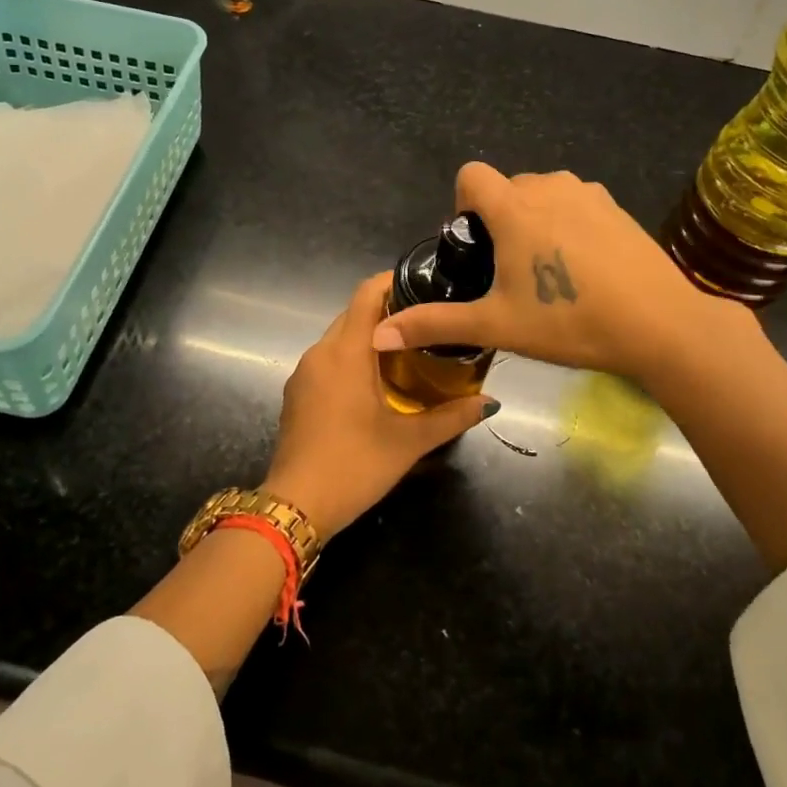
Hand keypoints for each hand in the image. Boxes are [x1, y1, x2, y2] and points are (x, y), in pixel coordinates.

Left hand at [265, 273, 495, 537]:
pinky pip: (327, 361)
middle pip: (353, 314)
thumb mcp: (409, 442)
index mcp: (346, 352)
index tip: (424, 285)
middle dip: (387, 312)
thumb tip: (490, 402)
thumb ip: (451, 416)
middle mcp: (319, 352)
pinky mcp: (296, 394)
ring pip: (338, 338)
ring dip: (368, 338)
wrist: (296, 506)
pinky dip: (351, 359)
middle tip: (426, 324)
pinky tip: (374, 382)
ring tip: (407, 351)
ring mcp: (303, 373)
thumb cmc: (354, 465)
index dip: (393, 281)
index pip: (366, 294)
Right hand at [370, 163, 757, 384]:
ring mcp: (588, 193)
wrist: (660, 325)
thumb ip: (435, 324)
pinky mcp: (616, 206)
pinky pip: (575, 202)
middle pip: (507, 186)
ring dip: (533, 219)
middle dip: (498, 218)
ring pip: (542, 193)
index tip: (475, 245)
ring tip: (546, 270)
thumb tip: (379, 335)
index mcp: (515, 207)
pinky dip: (567, 224)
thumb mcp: (496, 325)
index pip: (471, 175)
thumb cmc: (569, 321)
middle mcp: (549, 187)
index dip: (463, 204)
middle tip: (509, 271)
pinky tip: (583, 267)